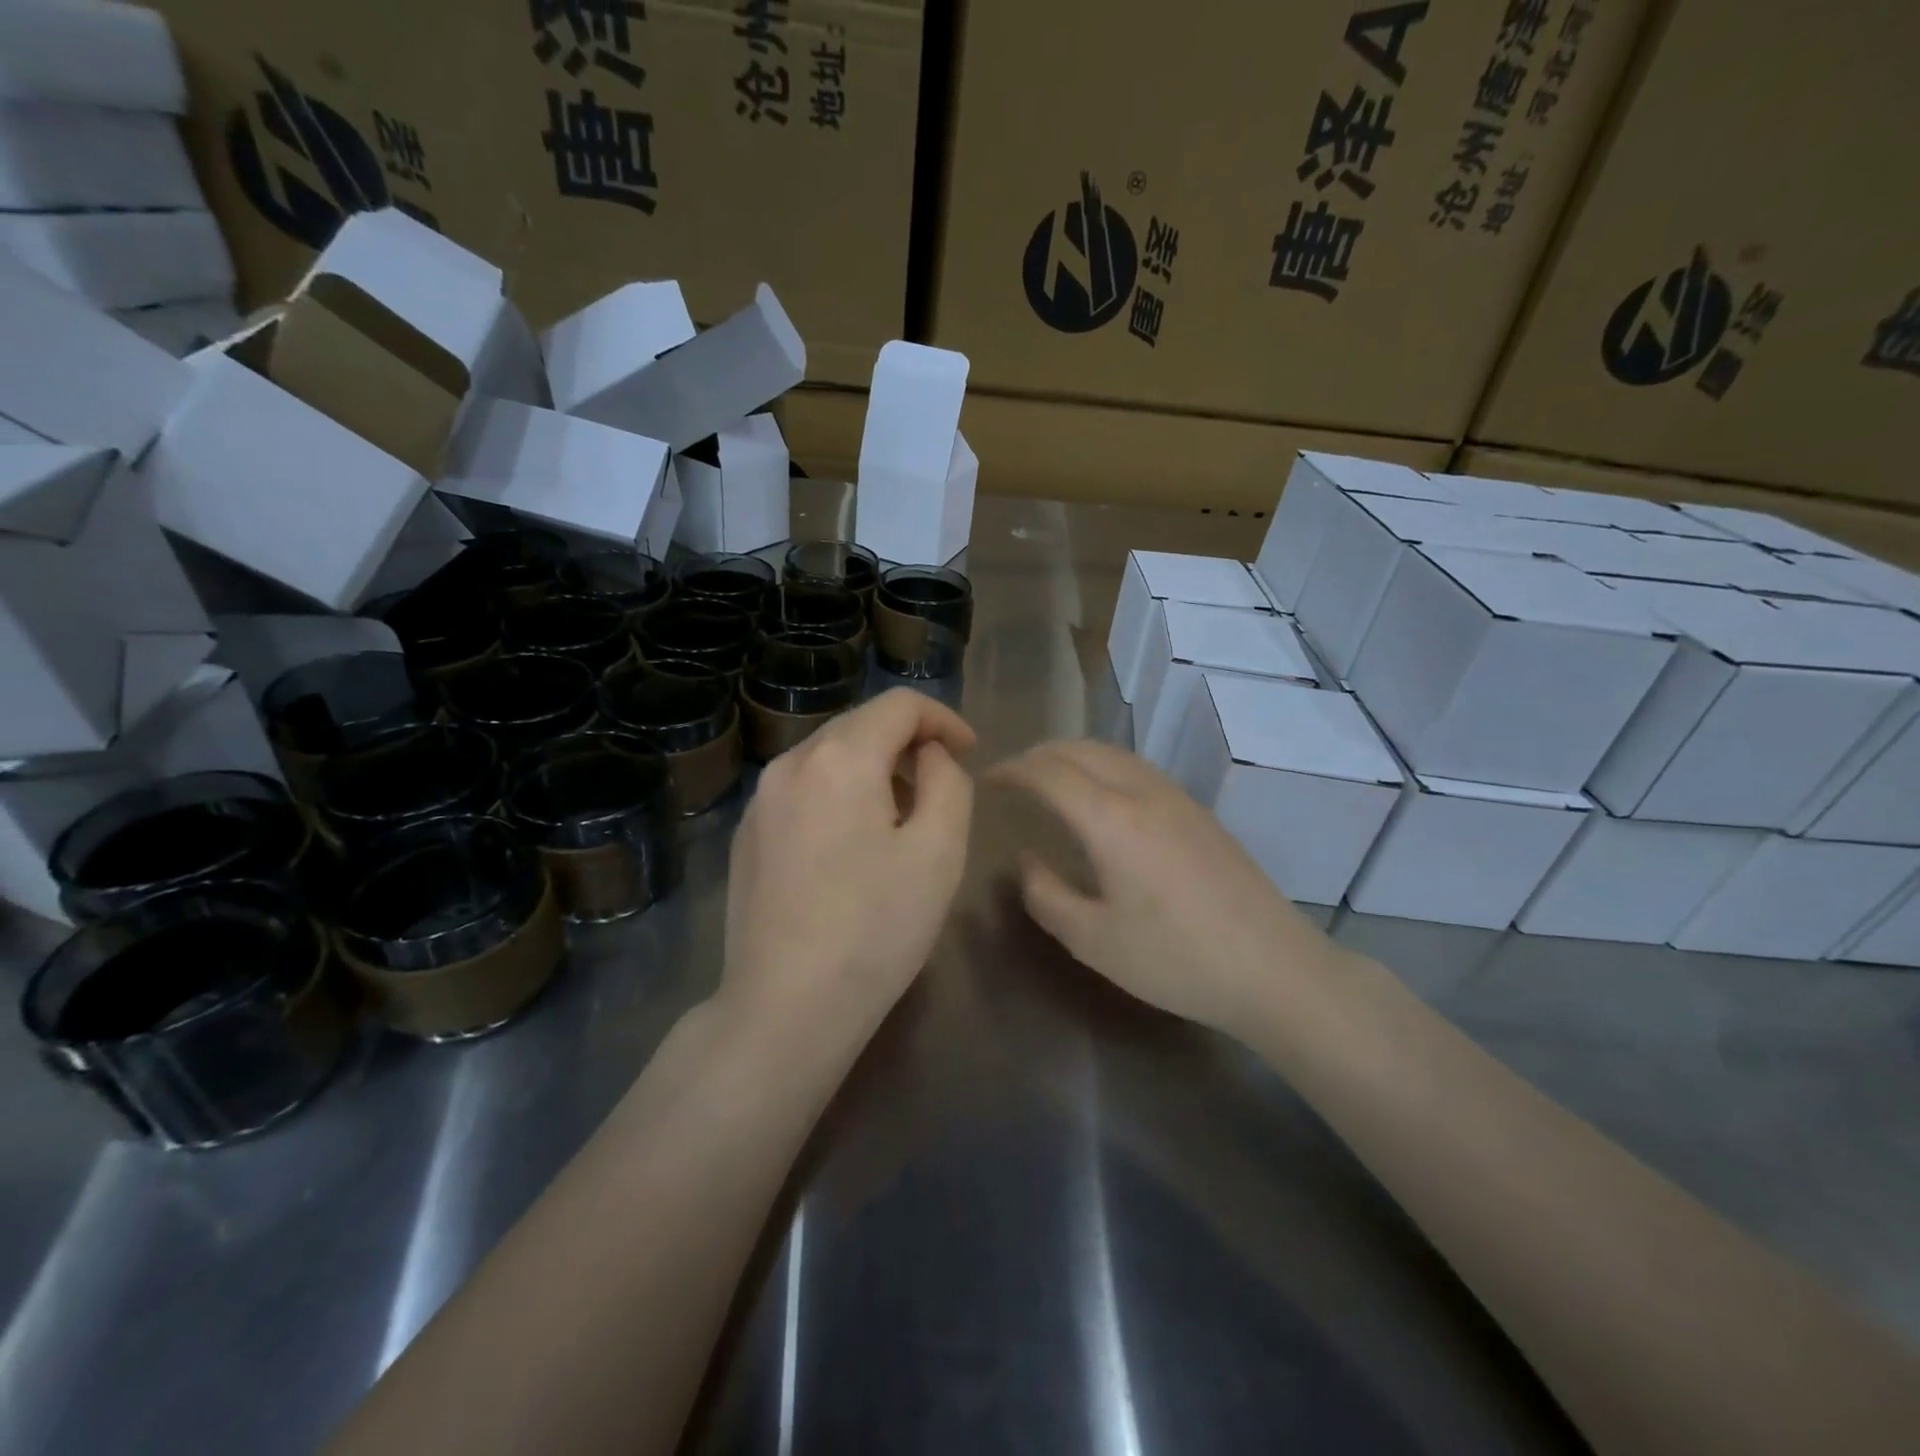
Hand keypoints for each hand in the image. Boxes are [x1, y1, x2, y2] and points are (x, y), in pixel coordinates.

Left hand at [721, 689, 976, 1043]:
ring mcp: (759, 800)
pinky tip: (851, 844)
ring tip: (900, 817)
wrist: (786, 1007)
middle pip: (860, 725)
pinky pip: (802, 790)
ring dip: (873, 769)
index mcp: (839, 758)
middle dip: (908, 743)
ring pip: (828, 756)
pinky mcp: (746, 835)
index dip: (943, 719)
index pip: (899, 705)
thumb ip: (947, 782)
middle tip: (941, 785)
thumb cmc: (876, 928)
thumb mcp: (939, 851)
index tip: (969, 752)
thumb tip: (930, 756)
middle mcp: (790, 764)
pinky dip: (838, 794)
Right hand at [992, 740, 1337, 1035]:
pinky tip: (1101, 798)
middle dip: (1039, 755)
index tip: (987, 781)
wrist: (1273, 968)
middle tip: (1012, 778)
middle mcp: (1142, 792)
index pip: (1048, 772)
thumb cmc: (1175, 959)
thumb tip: (1026, 860)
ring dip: (1073, 756)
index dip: (1012, 770)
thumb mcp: (1093, 941)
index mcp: (1110, 819)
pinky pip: (1137, 768)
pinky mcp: (1198, 811)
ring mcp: (1176, 797)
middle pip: (1080, 749)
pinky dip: (1103, 766)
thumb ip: (1046, 895)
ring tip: (1050, 781)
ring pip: (1113, 753)